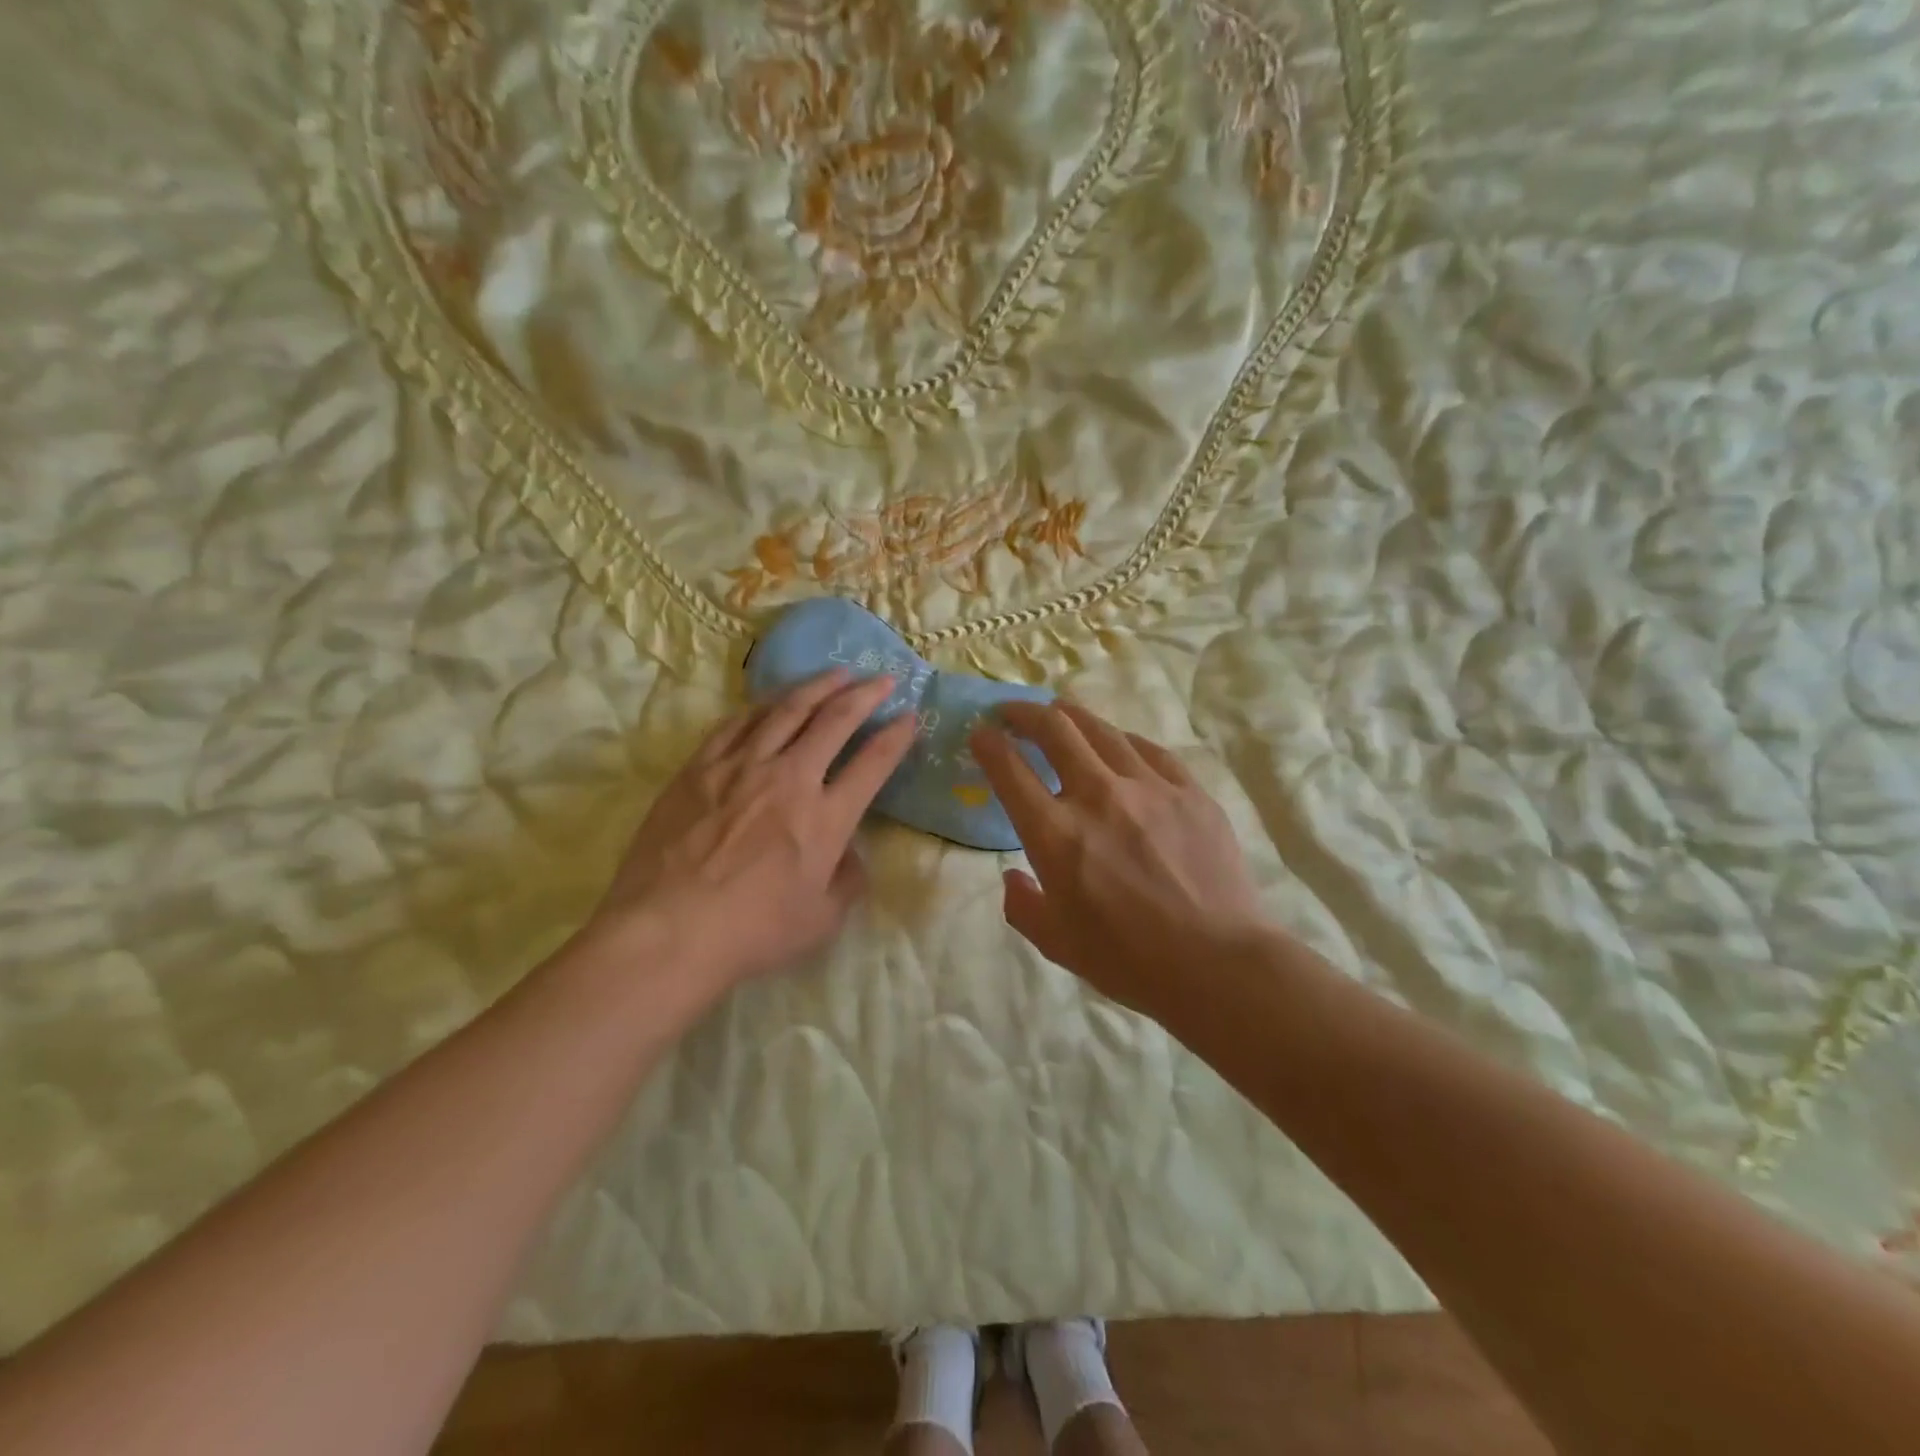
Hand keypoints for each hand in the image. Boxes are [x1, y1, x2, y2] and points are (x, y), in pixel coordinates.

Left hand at [588, 671, 915, 992]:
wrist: (667, 931)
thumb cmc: (752, 932)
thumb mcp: (822, 921)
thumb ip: (848, 880)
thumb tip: (851, 852)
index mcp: (826, 818)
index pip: (873, 763)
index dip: (897, 736)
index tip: (911, 717)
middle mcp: (790, 778)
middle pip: (835, 720)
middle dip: (865, 695)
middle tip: (883, 678)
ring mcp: (741, 767)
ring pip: (786, 710)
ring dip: (817, 687)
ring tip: (836, 673)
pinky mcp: (699, 768)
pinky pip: (736, 724)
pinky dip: (761, 706)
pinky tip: (770, 700)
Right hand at [970, 703, 1270, 1032]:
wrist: (1219, 964)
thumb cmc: (1129, 961)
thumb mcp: (1056, 944)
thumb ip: (1022, 905)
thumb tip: (1014, 876)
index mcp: (1056, 834)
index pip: (1009, 769)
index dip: (988, 744)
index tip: (981, 735)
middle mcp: (1098, 796)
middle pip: (1054, 729)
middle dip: (1024, 712)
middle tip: (1012, 713)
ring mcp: (1149, 787)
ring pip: (1102, 729)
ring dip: (1071, 716)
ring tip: (1059, 715)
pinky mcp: (1189, 790)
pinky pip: (1149, 750)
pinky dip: (1122, 740)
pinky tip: (1119, 744)